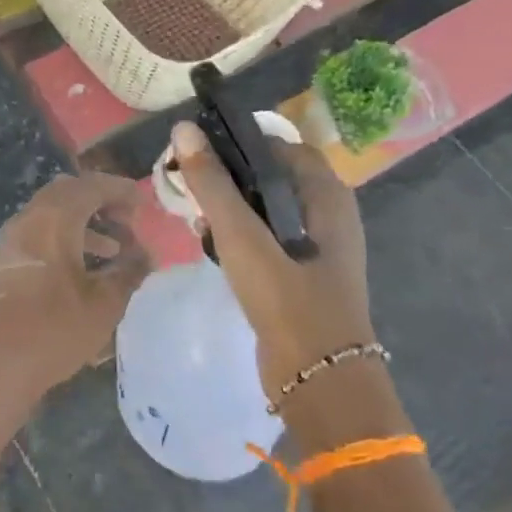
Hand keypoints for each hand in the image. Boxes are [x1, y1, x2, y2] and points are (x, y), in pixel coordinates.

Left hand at [0, 172, 149, 437]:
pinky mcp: (1, 263)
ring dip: (81, 224)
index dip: (119, 190)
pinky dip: (62, 240)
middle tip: (126, 221)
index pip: (90, 186)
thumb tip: (145, 256)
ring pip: (49, 215)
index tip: (142, 202)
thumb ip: (128, 273)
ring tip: (112, 249)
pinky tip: (79, 270)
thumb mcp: (103, 304)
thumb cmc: (53, 330)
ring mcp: (9, 240)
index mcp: (53, 218)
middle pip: (66, 193)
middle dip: (98, 201)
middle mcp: (28, 219)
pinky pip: (37, 236)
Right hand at [167, 120, 371, 402]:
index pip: (280, 146)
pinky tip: (212, 245)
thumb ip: (213, 183)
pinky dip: (240, 234)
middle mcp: (328, 214)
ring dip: (231, 206)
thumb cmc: (287, 300)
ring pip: (266, 208)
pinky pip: (267, 237)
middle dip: (228, 176)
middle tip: (190, 184)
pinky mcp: (302, 274)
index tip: (200, 150)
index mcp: (327, 196)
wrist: (321, 383)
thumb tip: (184, 128)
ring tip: (195, 215)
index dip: (240, 141)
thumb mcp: (242, 237)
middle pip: (271, 175)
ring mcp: (317, 247)